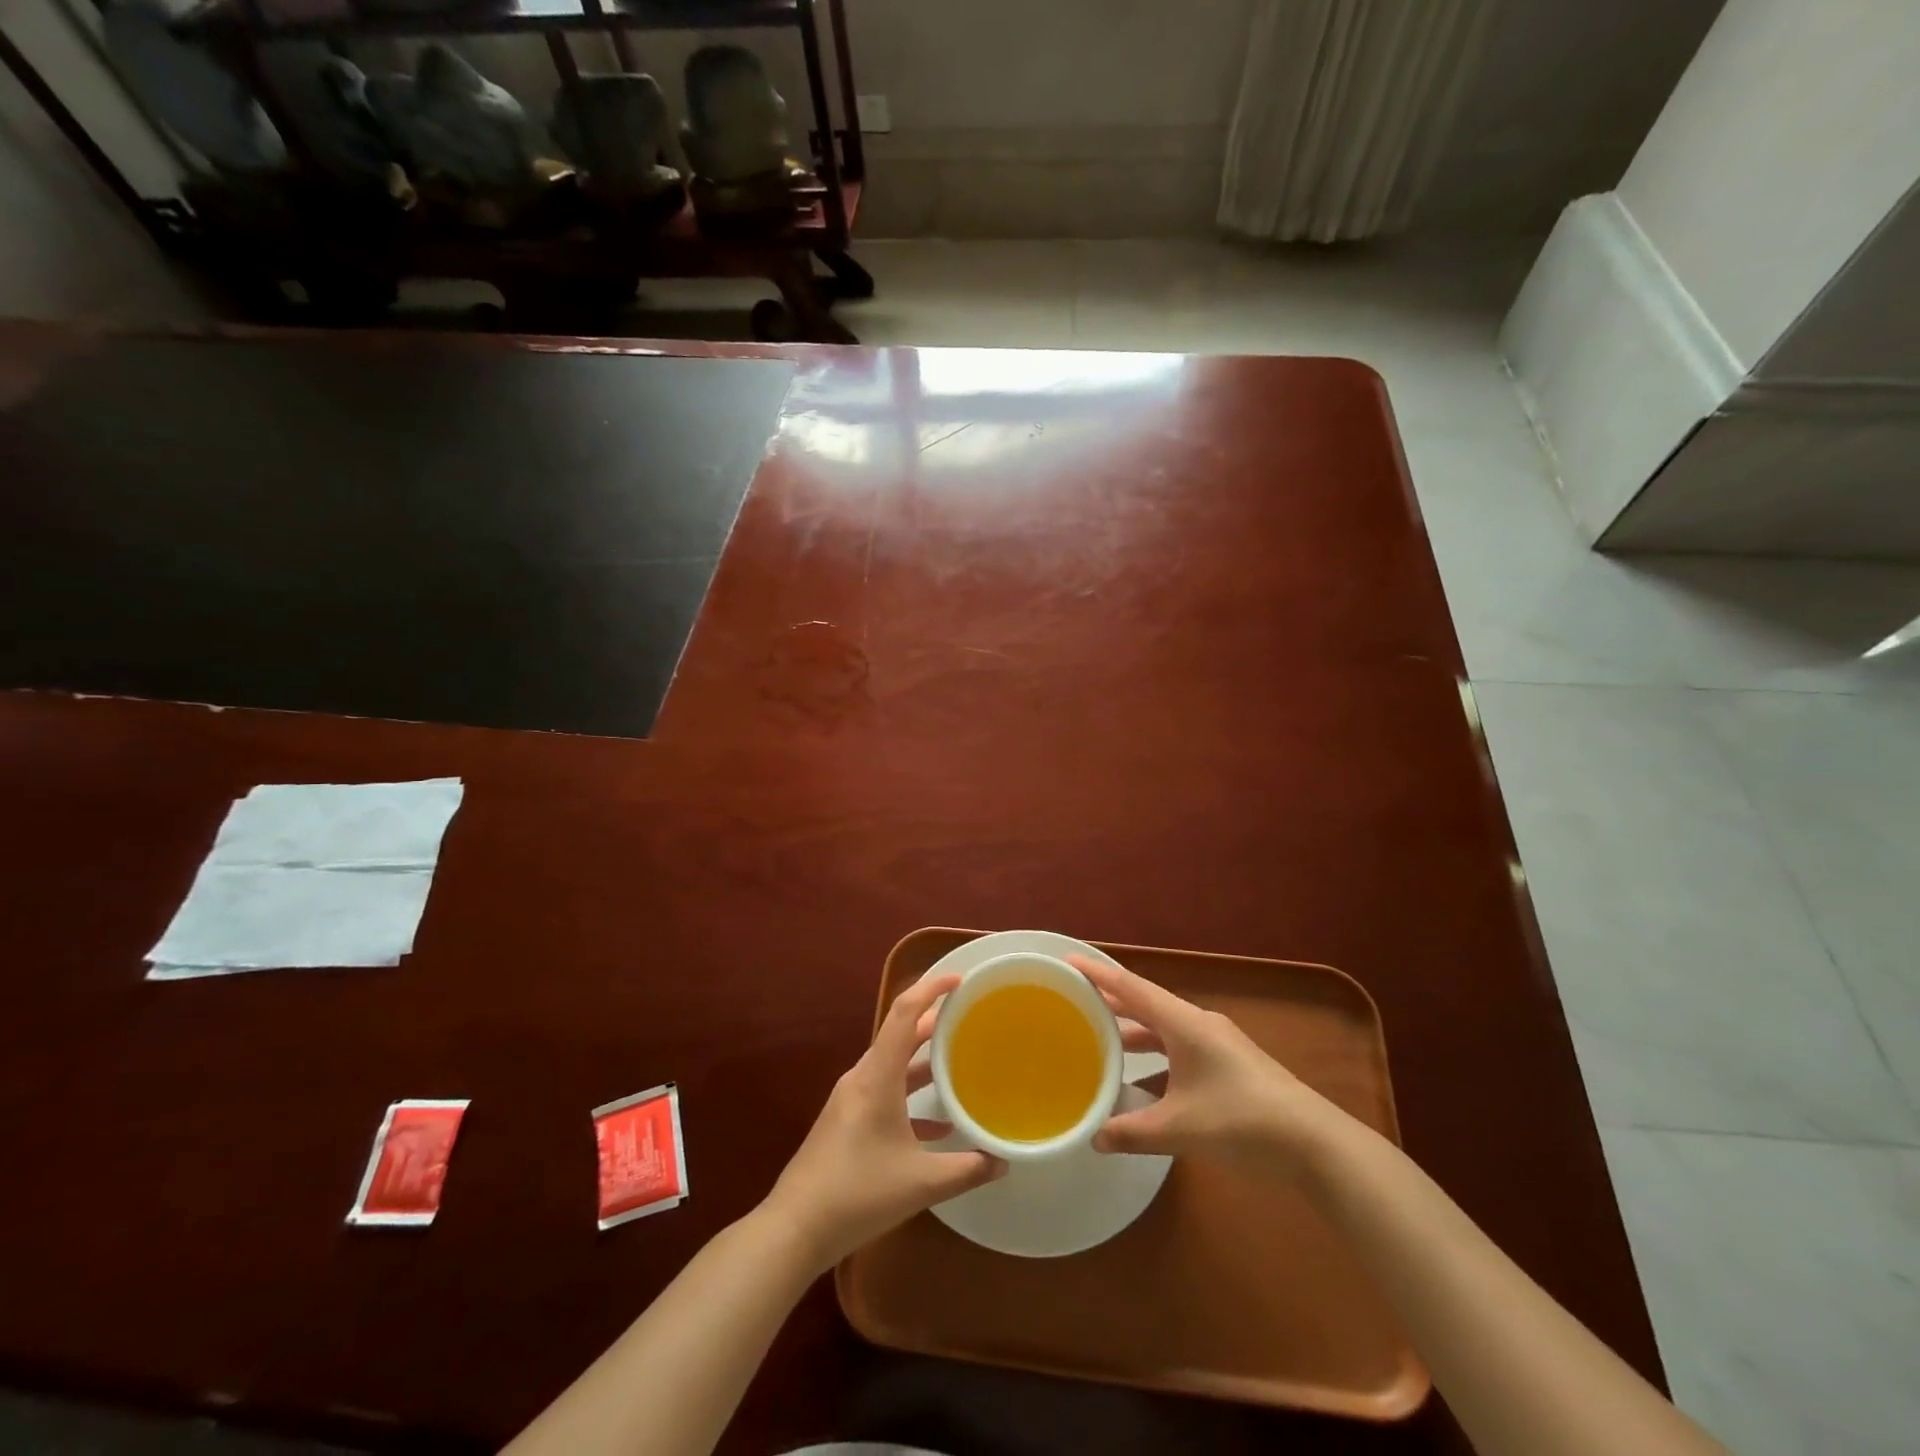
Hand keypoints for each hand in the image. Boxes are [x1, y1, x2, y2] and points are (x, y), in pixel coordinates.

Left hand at [763, 974, 1004, 1270]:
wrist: (795, 1229)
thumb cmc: (858, 1193)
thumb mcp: (921, 1183)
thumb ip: (967, 1169)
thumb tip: (1004, 1161)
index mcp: (877, 1075)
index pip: (904, 1013)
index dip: (930, 989)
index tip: (959, 980)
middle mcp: (862, 1077)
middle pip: (900, 1034)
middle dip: (934, 1022)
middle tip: (968, 1017)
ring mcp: (851, 1099)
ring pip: (893, 1064)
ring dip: (923, 1059)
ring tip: (959, 1059)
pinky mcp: (847, 1121)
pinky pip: (885, 1091)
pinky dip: (911, 1095)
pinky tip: (939, 1123)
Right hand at [1070, 954, 1345, 1177]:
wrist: (1315, 1144)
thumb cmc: (1242, 1122)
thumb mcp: (1180, 1129)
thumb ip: (1133, 1132)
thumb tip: (1094, 1138)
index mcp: (1184, 1024)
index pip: (1131, 989)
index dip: (1098, 975)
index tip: (1068, 962)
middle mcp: (1199, 1024)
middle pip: (1147, 1004)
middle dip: (1112, 1002)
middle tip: (1076, 1000)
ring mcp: (1218, 1044)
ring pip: (1165, 1028)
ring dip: (1135, 1032)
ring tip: (1103, 1039)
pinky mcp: (1230, 1064)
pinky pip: (1180, 1047)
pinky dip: (1156, 1055)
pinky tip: (1144, 1079)